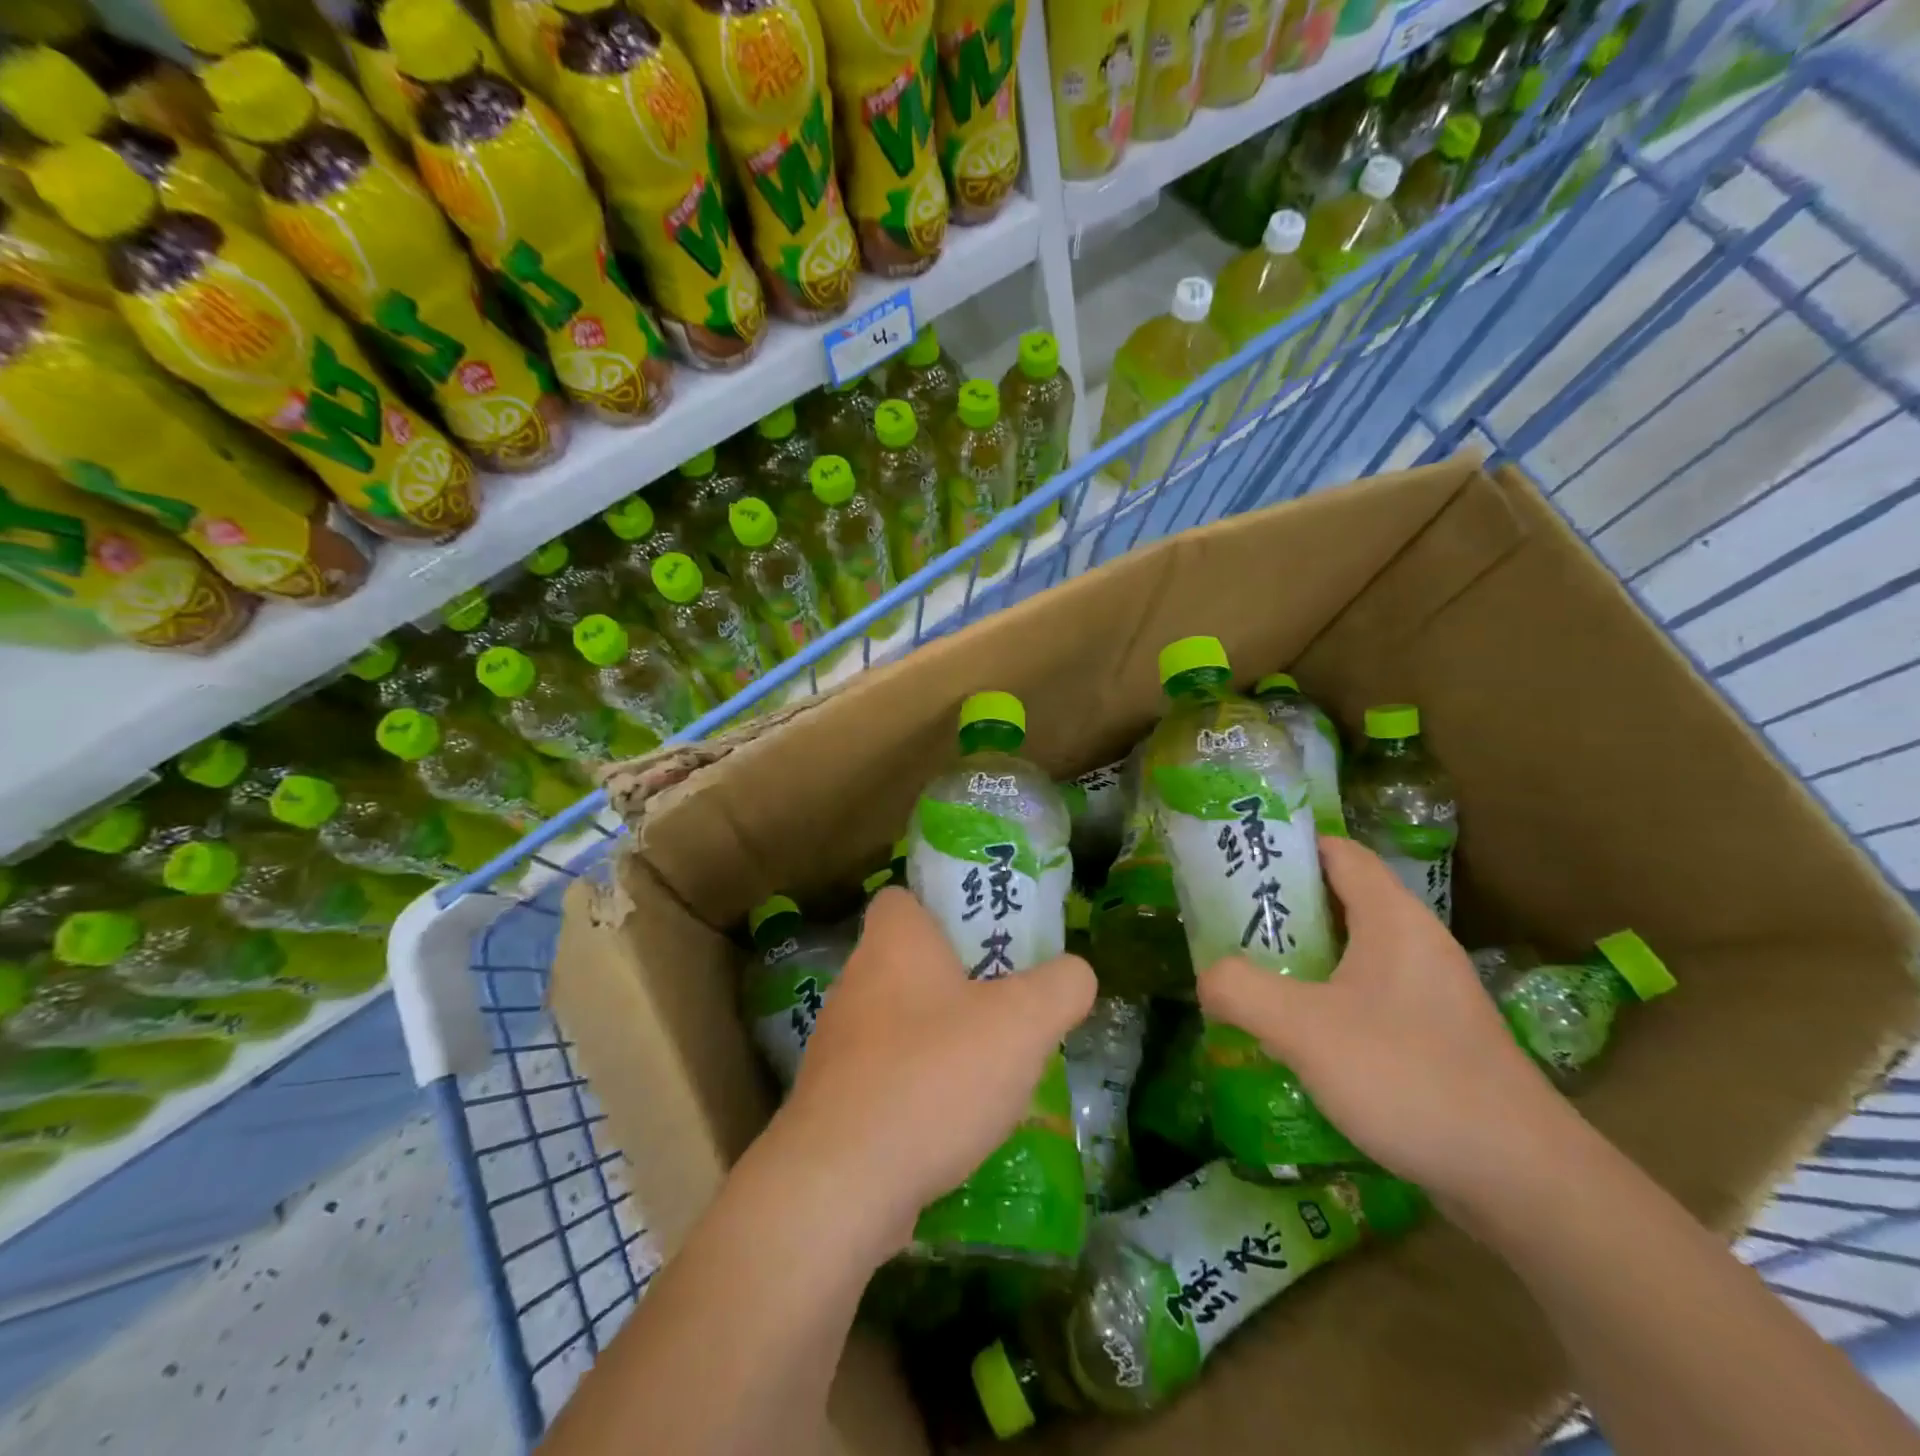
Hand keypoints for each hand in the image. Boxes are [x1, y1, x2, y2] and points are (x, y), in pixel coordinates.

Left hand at [774, 887, 1096, 1253]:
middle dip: (959, 980)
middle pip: (911, 962)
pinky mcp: (835, 1099)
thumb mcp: (1023, 1023)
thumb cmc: (935, 1075)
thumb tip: (1075, 974)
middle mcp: (857, 981)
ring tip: (994, 1068)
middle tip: (1009, 1005)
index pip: (904, 898)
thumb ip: (1061, 987)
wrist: (842, 1184)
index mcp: (894, 942)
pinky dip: (921, 1088)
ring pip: (901, 1021)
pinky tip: (958, 1122)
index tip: (987, 938)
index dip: (943, 908)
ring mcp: (839, 1043)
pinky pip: (888, 1075)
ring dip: (943, 1039)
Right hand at [1196, 836, 1579, 1206]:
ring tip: (1250, 975)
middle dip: (1281, 907)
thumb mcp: (1304, 1029)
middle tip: (1226, 923)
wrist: (1522, 1179)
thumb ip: (1240, 991)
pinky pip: (1369, 994)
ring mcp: (1431, 991)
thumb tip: (1207, 979)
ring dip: (1302, 956)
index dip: (1286, 848)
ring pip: (1353, 951)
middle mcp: (1416, 942)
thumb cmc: (1409, 1077)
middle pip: (1340, 899)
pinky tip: (1297, 1033)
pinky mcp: (1436, 1035)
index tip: (1235, 862)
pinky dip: (1327, 997)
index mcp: (1393, 918)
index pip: (1337, 852)